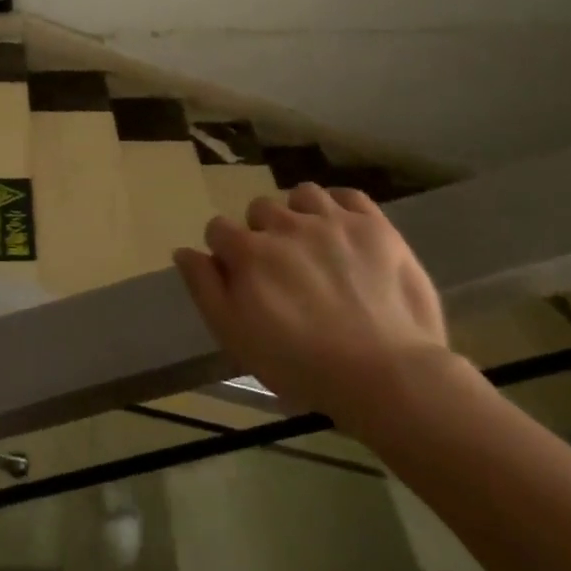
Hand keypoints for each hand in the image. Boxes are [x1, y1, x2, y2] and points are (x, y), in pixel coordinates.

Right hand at [174, 184, 451, 433]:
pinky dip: (341, 207)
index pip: (218, 229)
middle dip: (263, 232)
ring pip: (302, 195)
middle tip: (282, 269)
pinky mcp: (374, 225)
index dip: (224, 252)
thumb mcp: (236, 337)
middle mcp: (285, 224)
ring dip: (300, 214)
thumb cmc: (302, 365)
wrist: (387, 375)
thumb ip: (205, 288)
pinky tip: (344, 231)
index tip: (239, 278)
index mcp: (248, 251)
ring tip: (314, 244)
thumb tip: (184, 251)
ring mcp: (332, 220)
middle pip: (260, 208)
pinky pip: (348, 195)